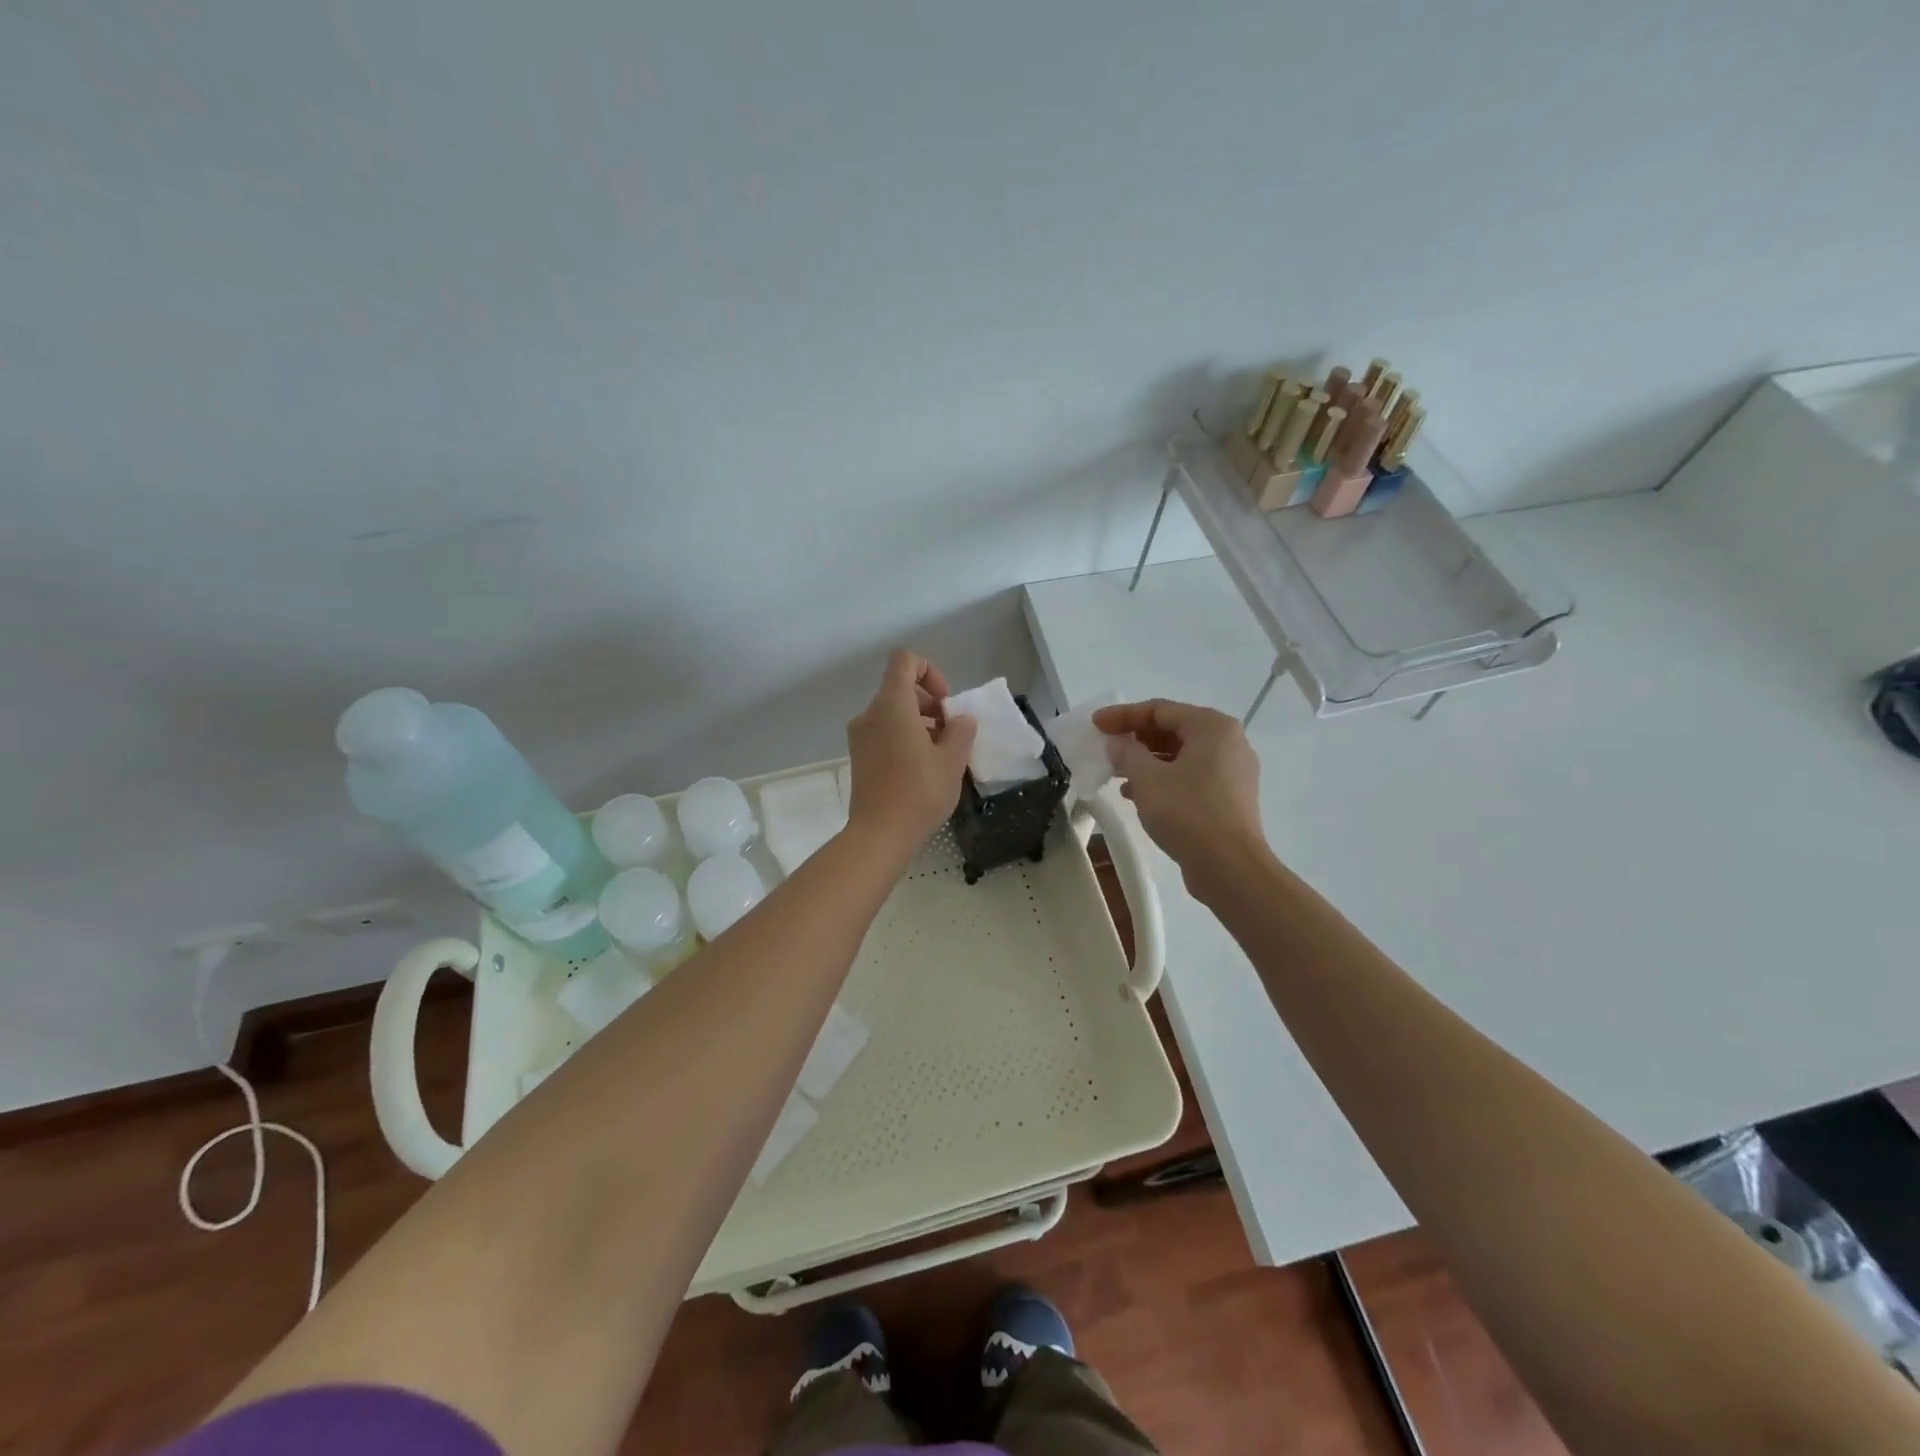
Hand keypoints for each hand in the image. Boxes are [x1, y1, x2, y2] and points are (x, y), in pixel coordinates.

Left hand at [845, 650, 977, 855]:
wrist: (879, 834)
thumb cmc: (919, 792)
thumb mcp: (952, 760)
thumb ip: (961, 731)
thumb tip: (960, 720)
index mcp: (891, 705)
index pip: (904, 661)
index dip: (929, 671)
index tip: (944, 702)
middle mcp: (870, 714)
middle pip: (899, 689)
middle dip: (929, 703)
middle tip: (950, 733)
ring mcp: (860, 736)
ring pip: (892, 713)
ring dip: (918, 723)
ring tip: (940, 753)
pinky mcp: (859, 757)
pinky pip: (884, 733)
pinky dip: (904, 738)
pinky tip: (922, 767)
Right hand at [1094, 699, 1268, 886]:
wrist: (1230, 867)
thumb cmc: (1187, 813)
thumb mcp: (1147, 779)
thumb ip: (1127, 753)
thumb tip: (1117, 743)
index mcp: (1212, 727)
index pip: (1160, 709)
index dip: (1123, 715)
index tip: (1095, 725)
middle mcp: (1229, 742)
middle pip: (1173, 729)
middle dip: (1136, 738)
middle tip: (1106, 748)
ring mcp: (1233, 771)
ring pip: (1181, 755)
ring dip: (1147, 761)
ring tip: (1117, 774)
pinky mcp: (1230, 797)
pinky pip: (1191, 776)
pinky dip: (1164, 779)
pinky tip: (1139, 796)